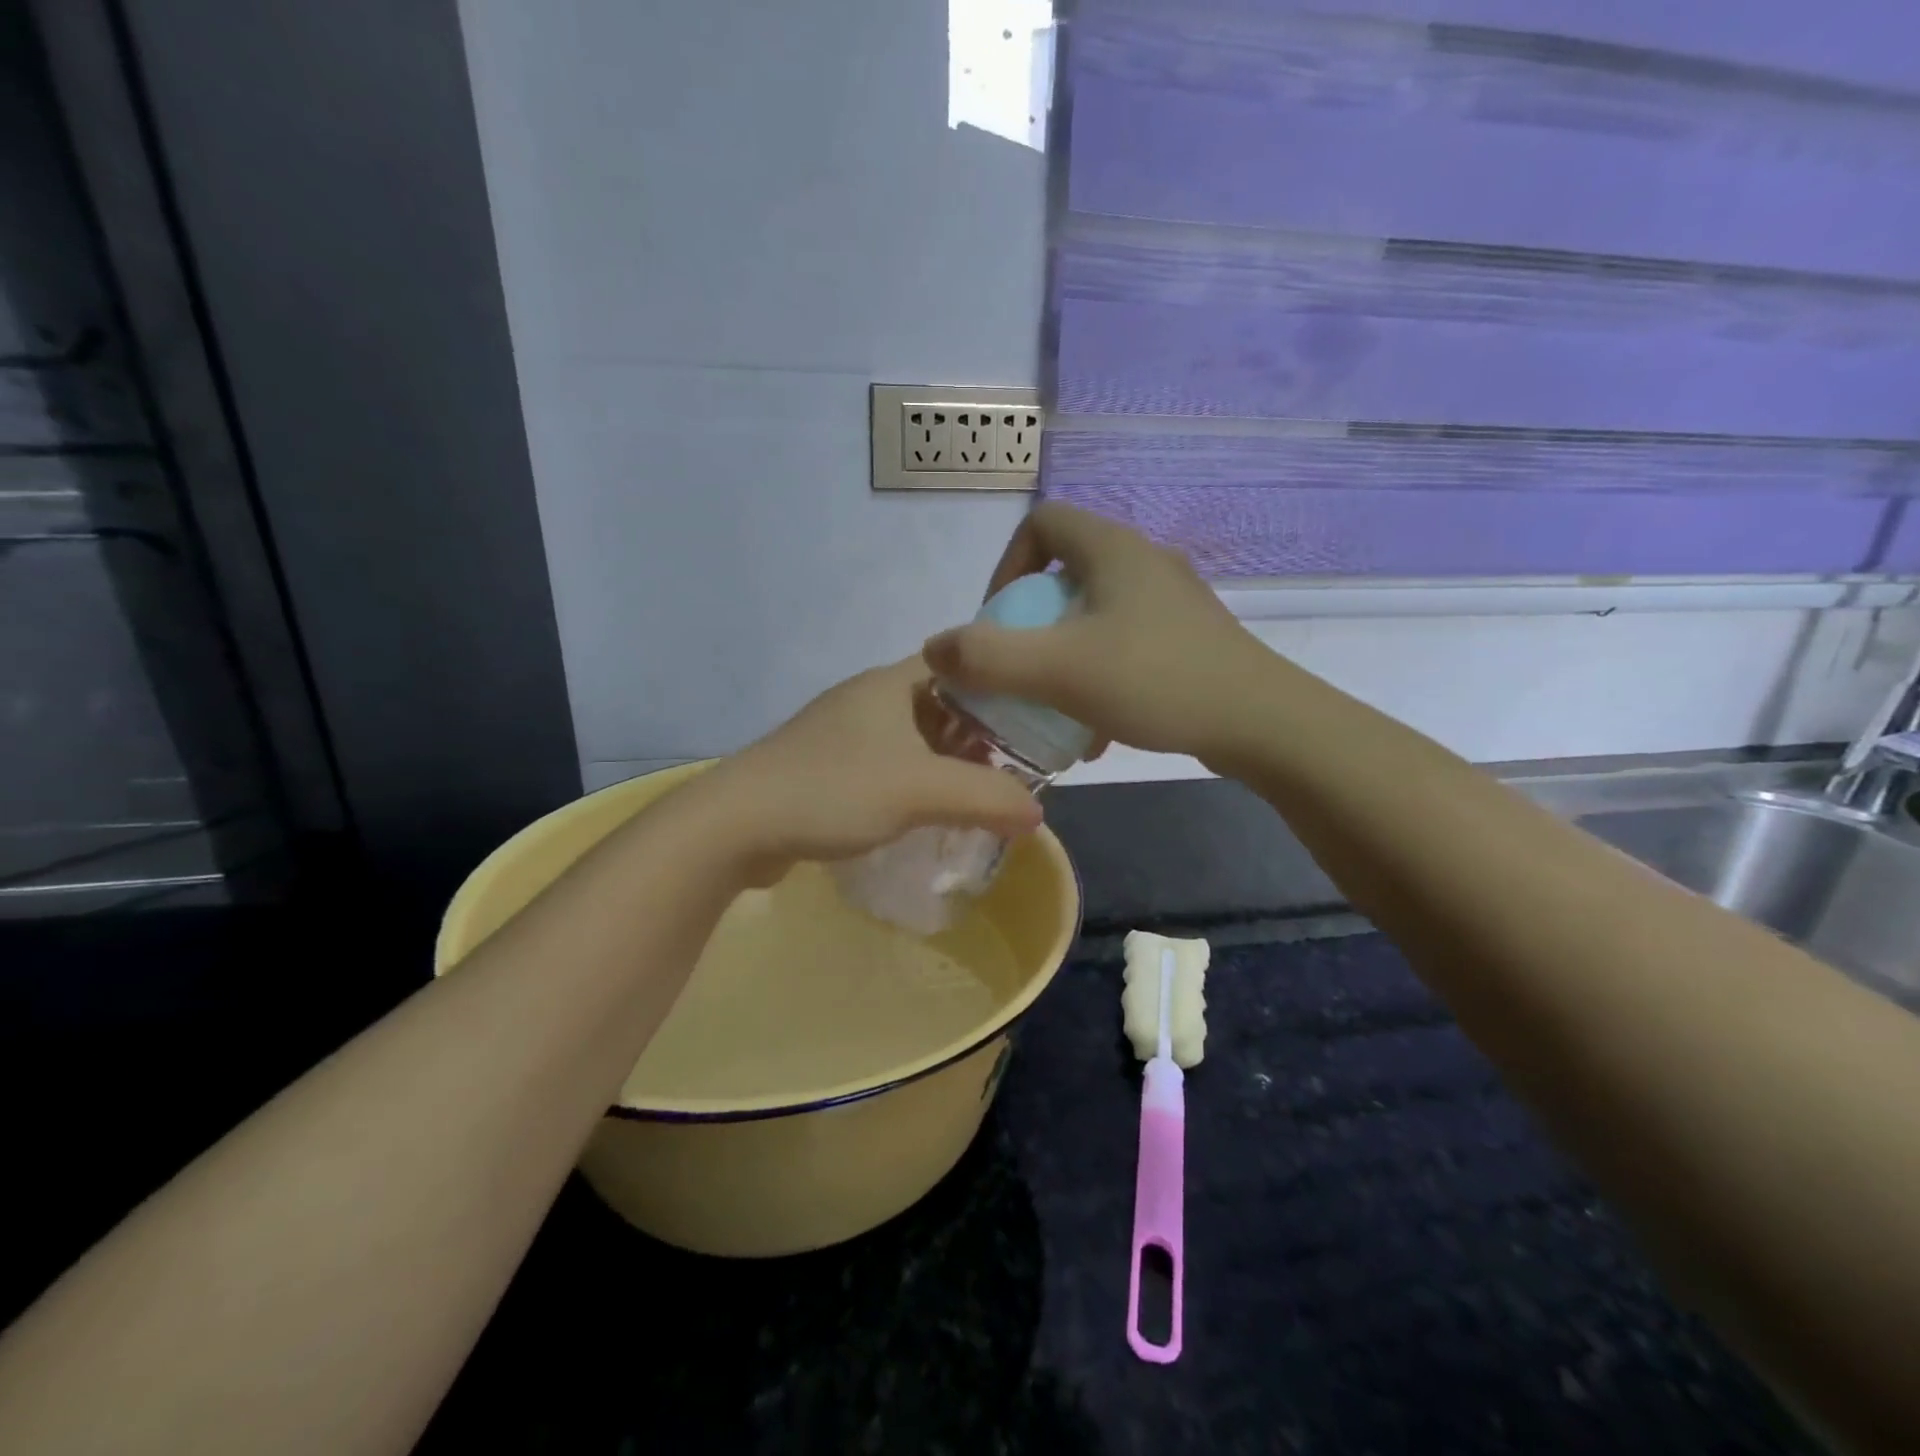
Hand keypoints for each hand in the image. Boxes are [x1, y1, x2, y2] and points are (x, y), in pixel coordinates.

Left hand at [700, 658, 1043, 880]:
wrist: (736, 826)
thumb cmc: (834, 790)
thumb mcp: (922, 790)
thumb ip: (987, 798)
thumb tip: (1037, 814)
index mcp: (890, 683)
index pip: (960, 665)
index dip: (998, 686)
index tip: (1033, 719)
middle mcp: (867, 699)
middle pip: (940, 704)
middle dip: (978, 734)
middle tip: (1015, 766)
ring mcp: (842, 734)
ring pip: (912, 739)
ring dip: (946, 762)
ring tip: (981, 793)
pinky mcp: (826, 768)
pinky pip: (886, 766)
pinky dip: (914, 783)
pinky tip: (929, 812)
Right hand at [922, 502, 1270, 762]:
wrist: (1260, 722)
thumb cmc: (1155, 680)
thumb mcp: (1057, 669)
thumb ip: (987, 657)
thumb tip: (933, 649)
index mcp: (1112, 549)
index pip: (1041, 523)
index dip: (1006, 566)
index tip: (999, 621)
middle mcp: (1143, 561)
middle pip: (1064, 575)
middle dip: (1031, 624)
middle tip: (1021, 670)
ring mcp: (1170, 601)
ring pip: (1093, 616)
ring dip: (1063, 657)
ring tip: (1054, 708)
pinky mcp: (1187, 638)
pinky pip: (1123, 645)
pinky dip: (1098, 676)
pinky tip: (1096, 729)